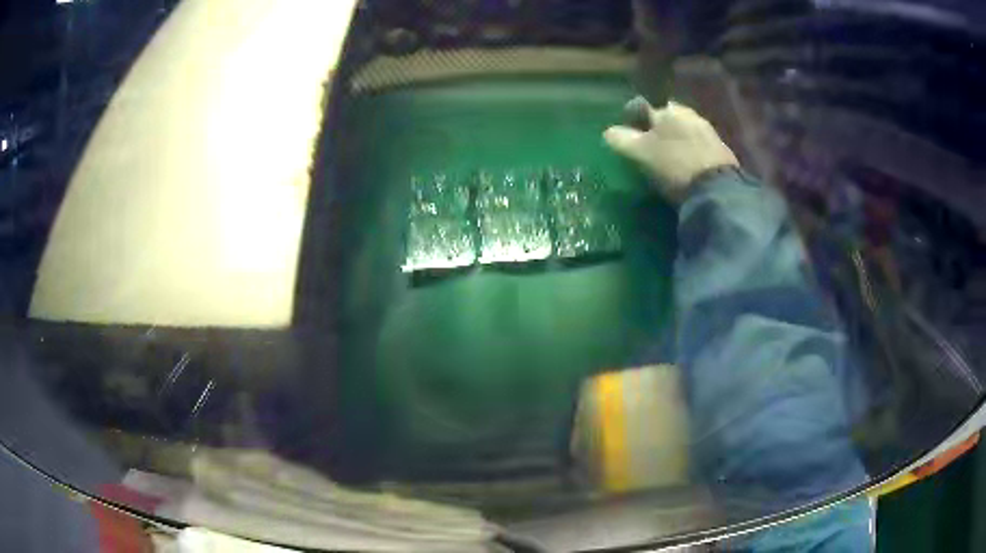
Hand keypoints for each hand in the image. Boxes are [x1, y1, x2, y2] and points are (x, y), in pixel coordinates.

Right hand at [604, 97, 738, 202]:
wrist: (717, 190)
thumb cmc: (673, 165)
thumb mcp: (639, 153)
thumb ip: (621, 139)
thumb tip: (608, 132)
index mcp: (666, 109)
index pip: (642, 104)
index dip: (631, 117)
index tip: (625, 132)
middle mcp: (688, 113)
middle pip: (664, 117)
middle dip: (654, 129)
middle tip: (646, 147)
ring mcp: (707, 131)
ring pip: (682, 130)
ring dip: (673, 140)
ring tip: (666, 159)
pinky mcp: (721, 150)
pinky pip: (697, 145)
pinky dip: (688, 152)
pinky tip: (685, 167)